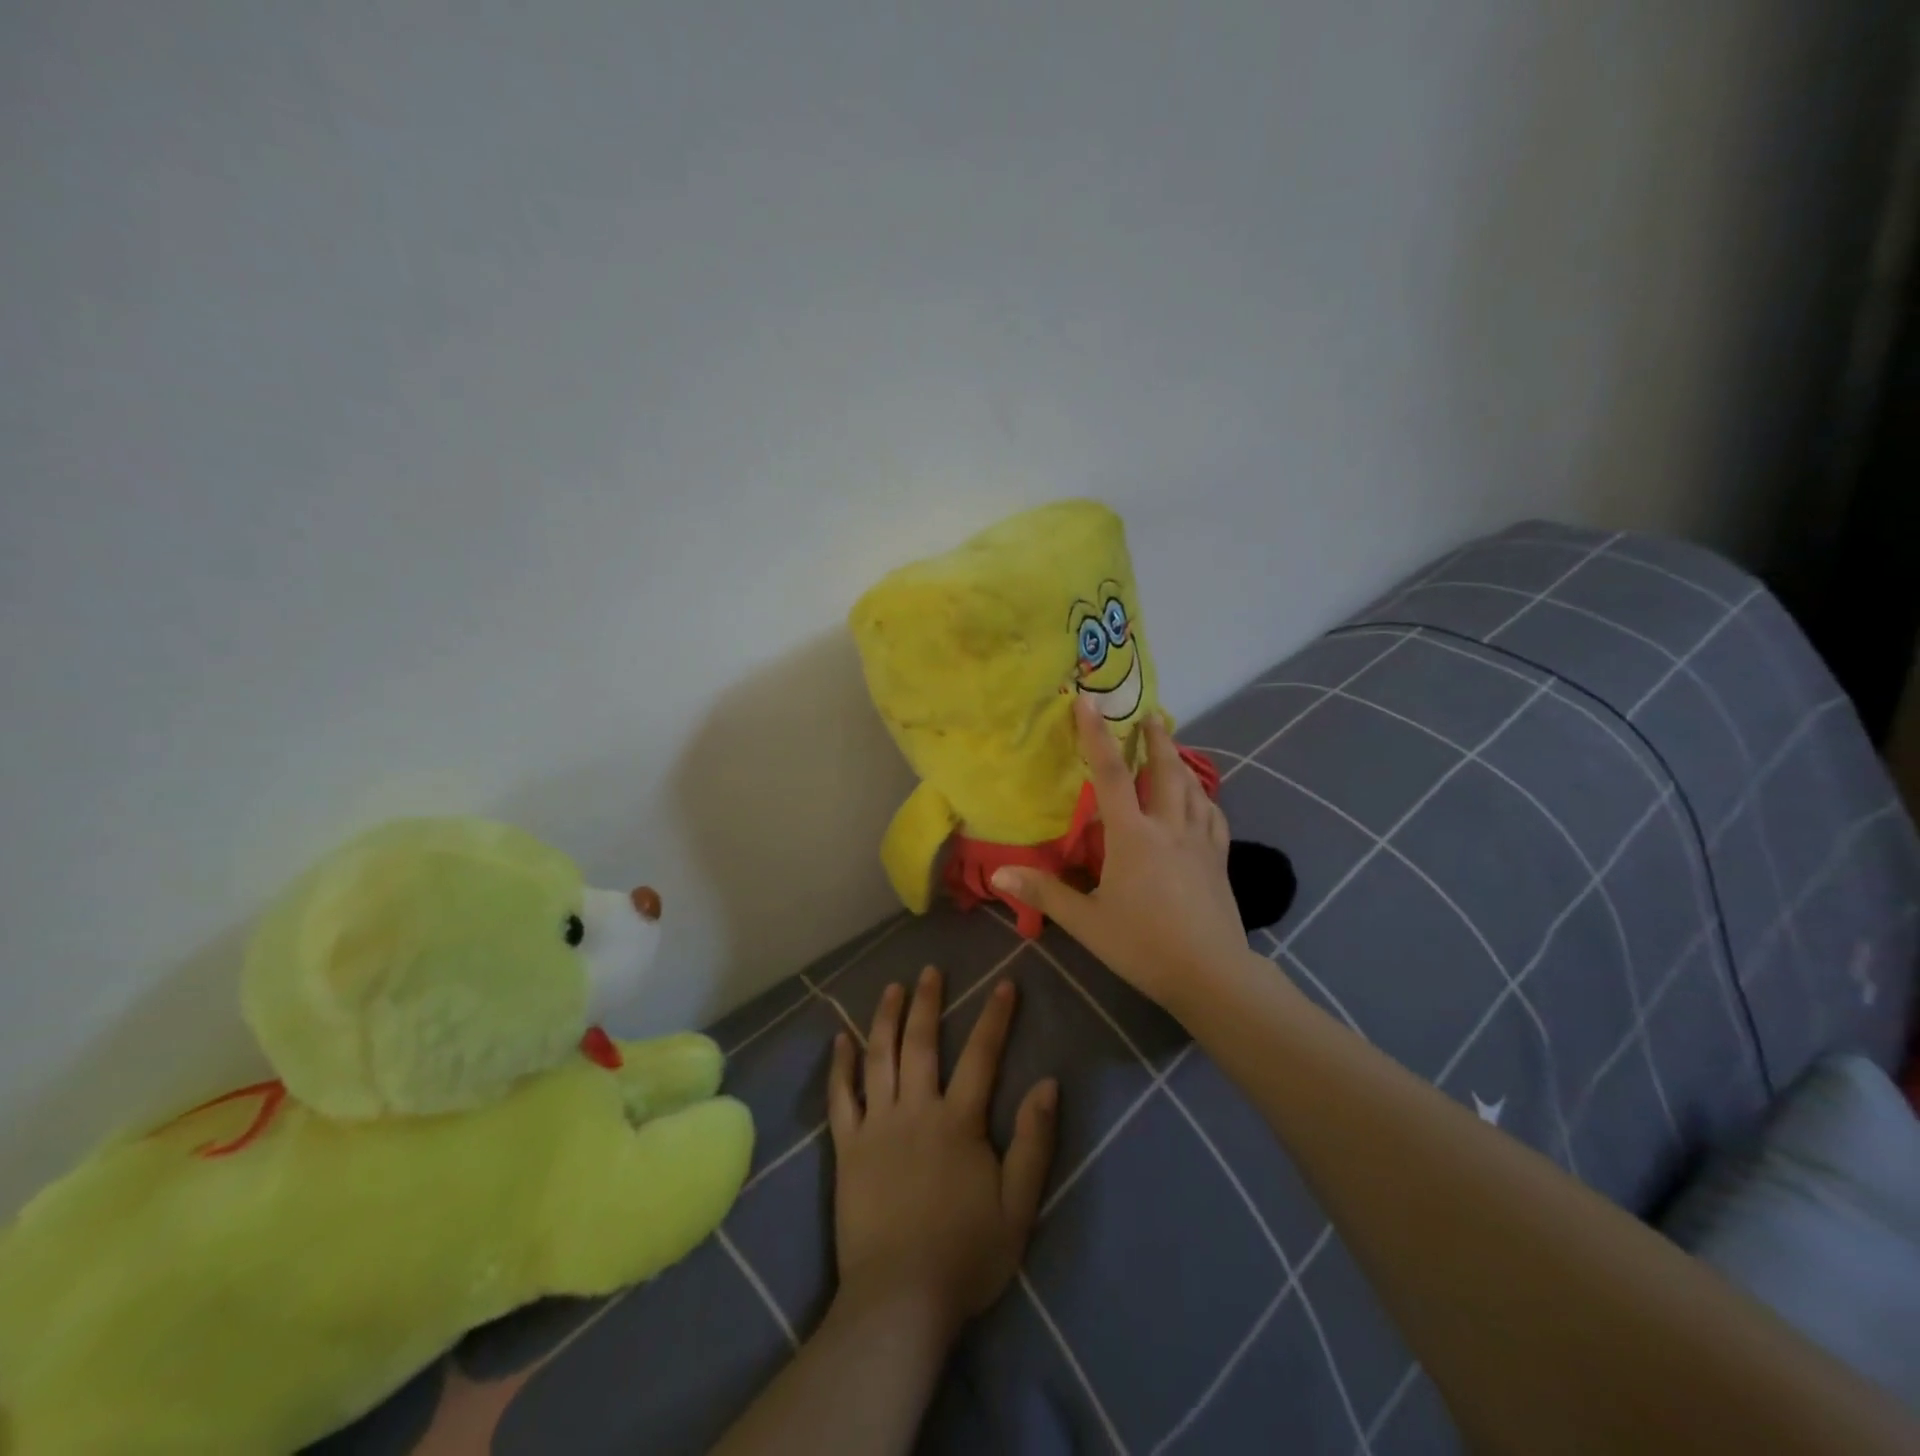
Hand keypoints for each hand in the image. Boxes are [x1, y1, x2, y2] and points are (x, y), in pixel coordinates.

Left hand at [827, 968, 1057, 1343]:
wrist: (899, 1300)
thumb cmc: (965, 1255)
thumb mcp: (1018, 1206)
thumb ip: (1034, 1142)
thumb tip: (1047, 1084)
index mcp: (958, 1122)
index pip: (982, 1056)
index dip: (995, 1018)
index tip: (1004, 984)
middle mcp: (915, 1110)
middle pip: (922, 1043)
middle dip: (928, 1002)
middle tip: (930, 970)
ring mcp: (876, 1126)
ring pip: (880, 1057)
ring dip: (885, 1018)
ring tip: (890, 988)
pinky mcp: (847, 1148)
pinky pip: (840, 1096)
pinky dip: (840, 1065)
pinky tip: (840, 1039)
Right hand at [991, 697, 1259, 1010]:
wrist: (1212, 975)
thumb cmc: (1143, 946)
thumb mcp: (1087, 922)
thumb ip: (1045, 893)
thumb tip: (999, 871)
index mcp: (1133, 837)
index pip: (1112, 775)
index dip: (1097, 736)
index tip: (1089, 703)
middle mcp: (1169, 828)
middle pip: (1165, 771)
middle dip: (1156, 738)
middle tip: (1150, 713)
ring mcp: (1199, 842)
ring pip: (1194, 789)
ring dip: (1182, 762)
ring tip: (1173, 748)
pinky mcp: (1219, 860)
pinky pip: (1214, 817)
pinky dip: (1205, 798)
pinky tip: (1202, 800)